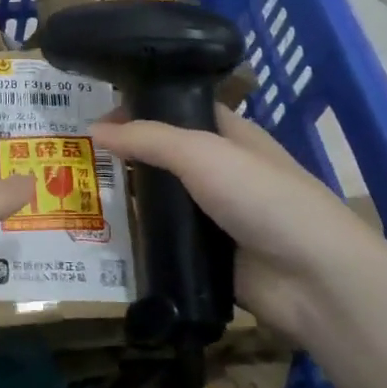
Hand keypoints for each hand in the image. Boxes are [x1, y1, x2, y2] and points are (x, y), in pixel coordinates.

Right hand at [90, 107, 384, 340]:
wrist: (312, 278)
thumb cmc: (263, 198)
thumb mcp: (203, 153)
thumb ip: (149, 139)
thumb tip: (95, 131)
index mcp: (230, 136)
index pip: (178, 110)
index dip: (140, 109)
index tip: (95, 118)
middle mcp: (221, 172)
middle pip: (165, 157)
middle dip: (126, 156)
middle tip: (74, 158)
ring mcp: (214, 216)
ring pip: (161, 201)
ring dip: (128, 200)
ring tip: (77, 195)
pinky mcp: (206, 256)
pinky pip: (165, 242)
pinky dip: (138, 239)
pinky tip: (101, 236)